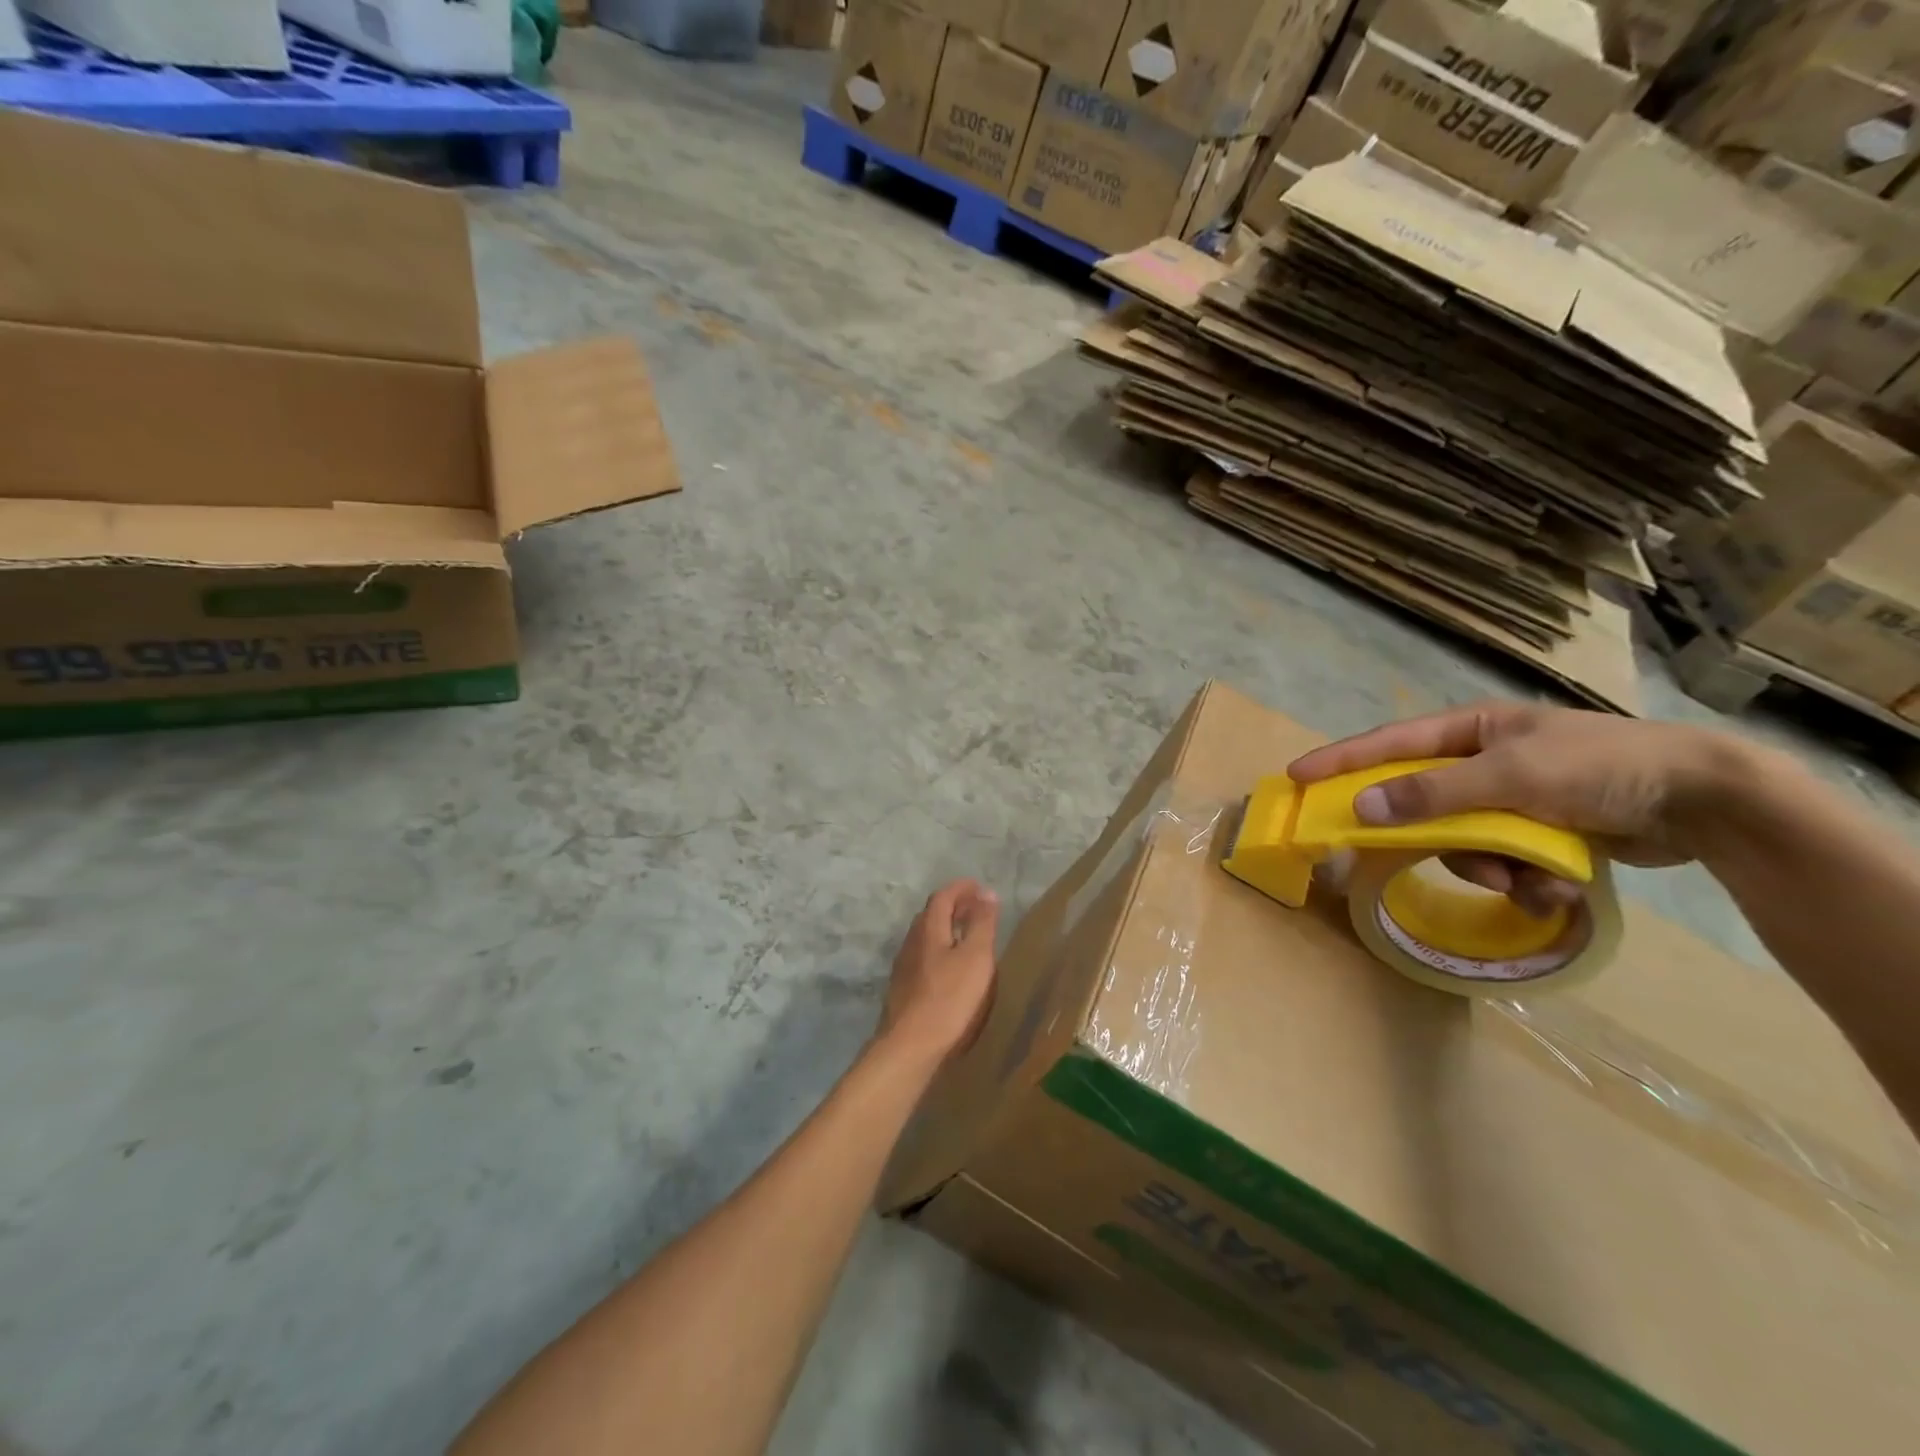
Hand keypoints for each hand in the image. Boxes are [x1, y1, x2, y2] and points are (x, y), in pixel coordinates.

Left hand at [877, 879, 1000, 1066]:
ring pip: (926, 937)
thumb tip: (986, 892)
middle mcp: (911, 941)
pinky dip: (940, 951)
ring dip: (946, 929)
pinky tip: (951, 969)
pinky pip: (924, 957)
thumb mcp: (975, 957)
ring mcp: (904, 966)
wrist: (909, 1046)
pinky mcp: (903, 989)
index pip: (943, 896)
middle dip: (954, 906)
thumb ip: (981, 923)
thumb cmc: (949, 999)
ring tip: (967, 937)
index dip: (961, 888)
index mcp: (928, 928)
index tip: (979, 886)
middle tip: (976, 908)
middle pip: (931, 914)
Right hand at [1287, 702, 1742, 912]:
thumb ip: (1433, 793)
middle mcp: (1483, 762)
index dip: (1340, 761)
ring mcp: (1512, 800)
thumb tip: (1361, 809)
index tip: (1295, 777)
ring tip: (1530, 880)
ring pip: (1464, 842)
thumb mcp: (1512, 776)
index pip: (1388, 744)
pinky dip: (1525, 880)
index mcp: (1472, 731)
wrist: (1707, 802)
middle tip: (1409, 857)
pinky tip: (1558, 887)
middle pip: (1423, 802)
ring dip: (1490, 869)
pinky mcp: (1540, 833)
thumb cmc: (1603, 768)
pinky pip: (1504, 862)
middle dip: (1434, 836)